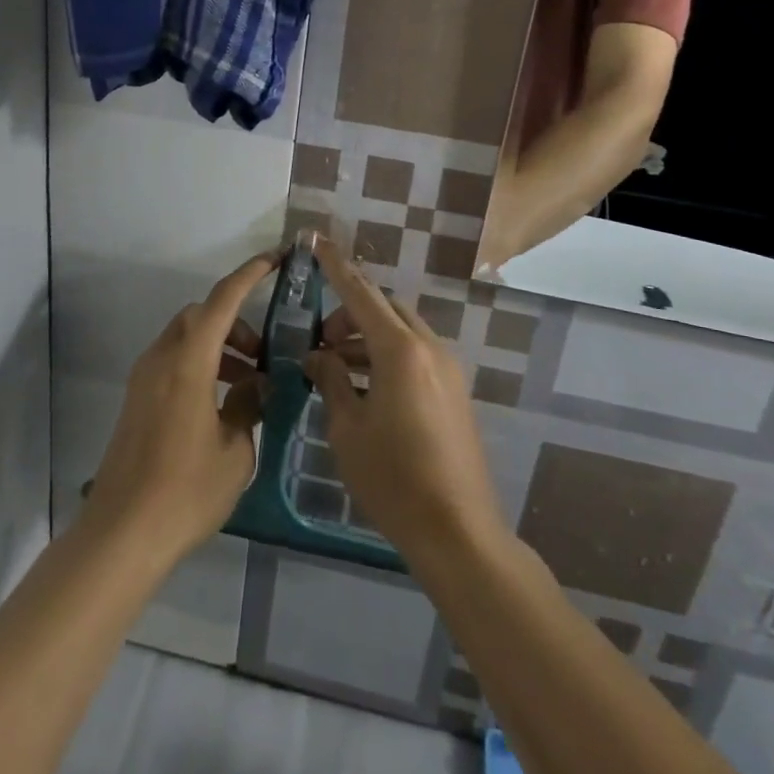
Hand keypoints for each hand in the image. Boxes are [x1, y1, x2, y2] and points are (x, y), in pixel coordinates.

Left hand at [82, 255, 274, 564]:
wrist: (122, 534)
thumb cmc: (185, 491)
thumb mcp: (235, 451)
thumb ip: (248, 406)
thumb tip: (255, 387)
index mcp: (188, 362)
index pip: (222, 300)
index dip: (249, 274)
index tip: (274, 260)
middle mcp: (161, 358)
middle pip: (201, 316)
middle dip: (235, 323)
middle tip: (262, 355)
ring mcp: (144, 379)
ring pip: (185, 338)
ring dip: (218, 347)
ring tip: (247, 385)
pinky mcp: (137, 400)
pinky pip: (172, 362)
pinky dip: (199, 365)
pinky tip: (220, 404)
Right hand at [303, 238, 505, 560]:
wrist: (457, 532)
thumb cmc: (393, 479)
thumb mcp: (348, 429)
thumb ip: (331, 380)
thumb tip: (318, 356)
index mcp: (400, 350)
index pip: (360, 293)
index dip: (336, 266)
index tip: (316, 241)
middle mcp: (428, 348)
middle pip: (384, 309)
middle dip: (349, 312)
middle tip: (320, 341)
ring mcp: (447, 369)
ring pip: (401, 331)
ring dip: (368, 337)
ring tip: (336, 367)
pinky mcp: (454, 391)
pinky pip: (416, 355)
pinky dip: (387, 356)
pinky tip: (365, 387)